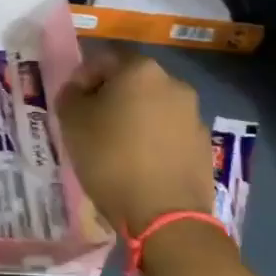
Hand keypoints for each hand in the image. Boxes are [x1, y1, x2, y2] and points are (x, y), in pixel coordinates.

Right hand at [56, 48, 218, 232]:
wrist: (165, 216)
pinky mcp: (204, 145)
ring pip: (153, 108)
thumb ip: (71, 95)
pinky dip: (153, 141)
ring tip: (116, 148)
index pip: (104, 59)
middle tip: (92, 124)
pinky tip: (140, 165)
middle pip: (132, 82)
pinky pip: (170, 134)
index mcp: (140, 70)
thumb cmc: (111, 159)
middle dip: (111, 98)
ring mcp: (194, 115)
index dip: (83, 78)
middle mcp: (173, 84)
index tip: (72, 104)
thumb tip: (79, 90)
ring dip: (134, 119)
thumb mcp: (72, 123)